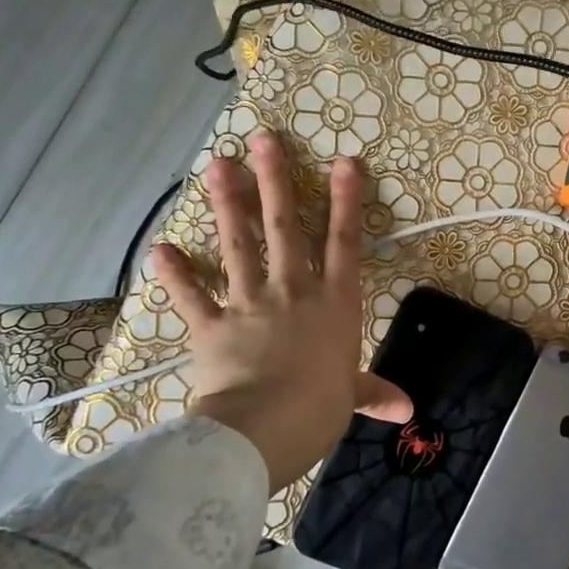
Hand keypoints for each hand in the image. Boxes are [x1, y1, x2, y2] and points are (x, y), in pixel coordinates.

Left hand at [150, 131, 411, 490]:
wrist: (266, 427)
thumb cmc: (319, 407)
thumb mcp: (351, 396)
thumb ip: (375, 393)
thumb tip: (408, 410)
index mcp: (334, 303)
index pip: (344, 242)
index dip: (345, 200)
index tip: (343, 161)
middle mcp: (293, 291)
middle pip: (284, 227)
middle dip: (275, 181)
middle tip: (263, 141)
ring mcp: (250, 303)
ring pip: (238, 245)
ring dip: (227, 204)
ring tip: (216, 165)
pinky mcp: (212, 324)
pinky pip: (192, 296)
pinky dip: (175, 274)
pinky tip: (159, 249)